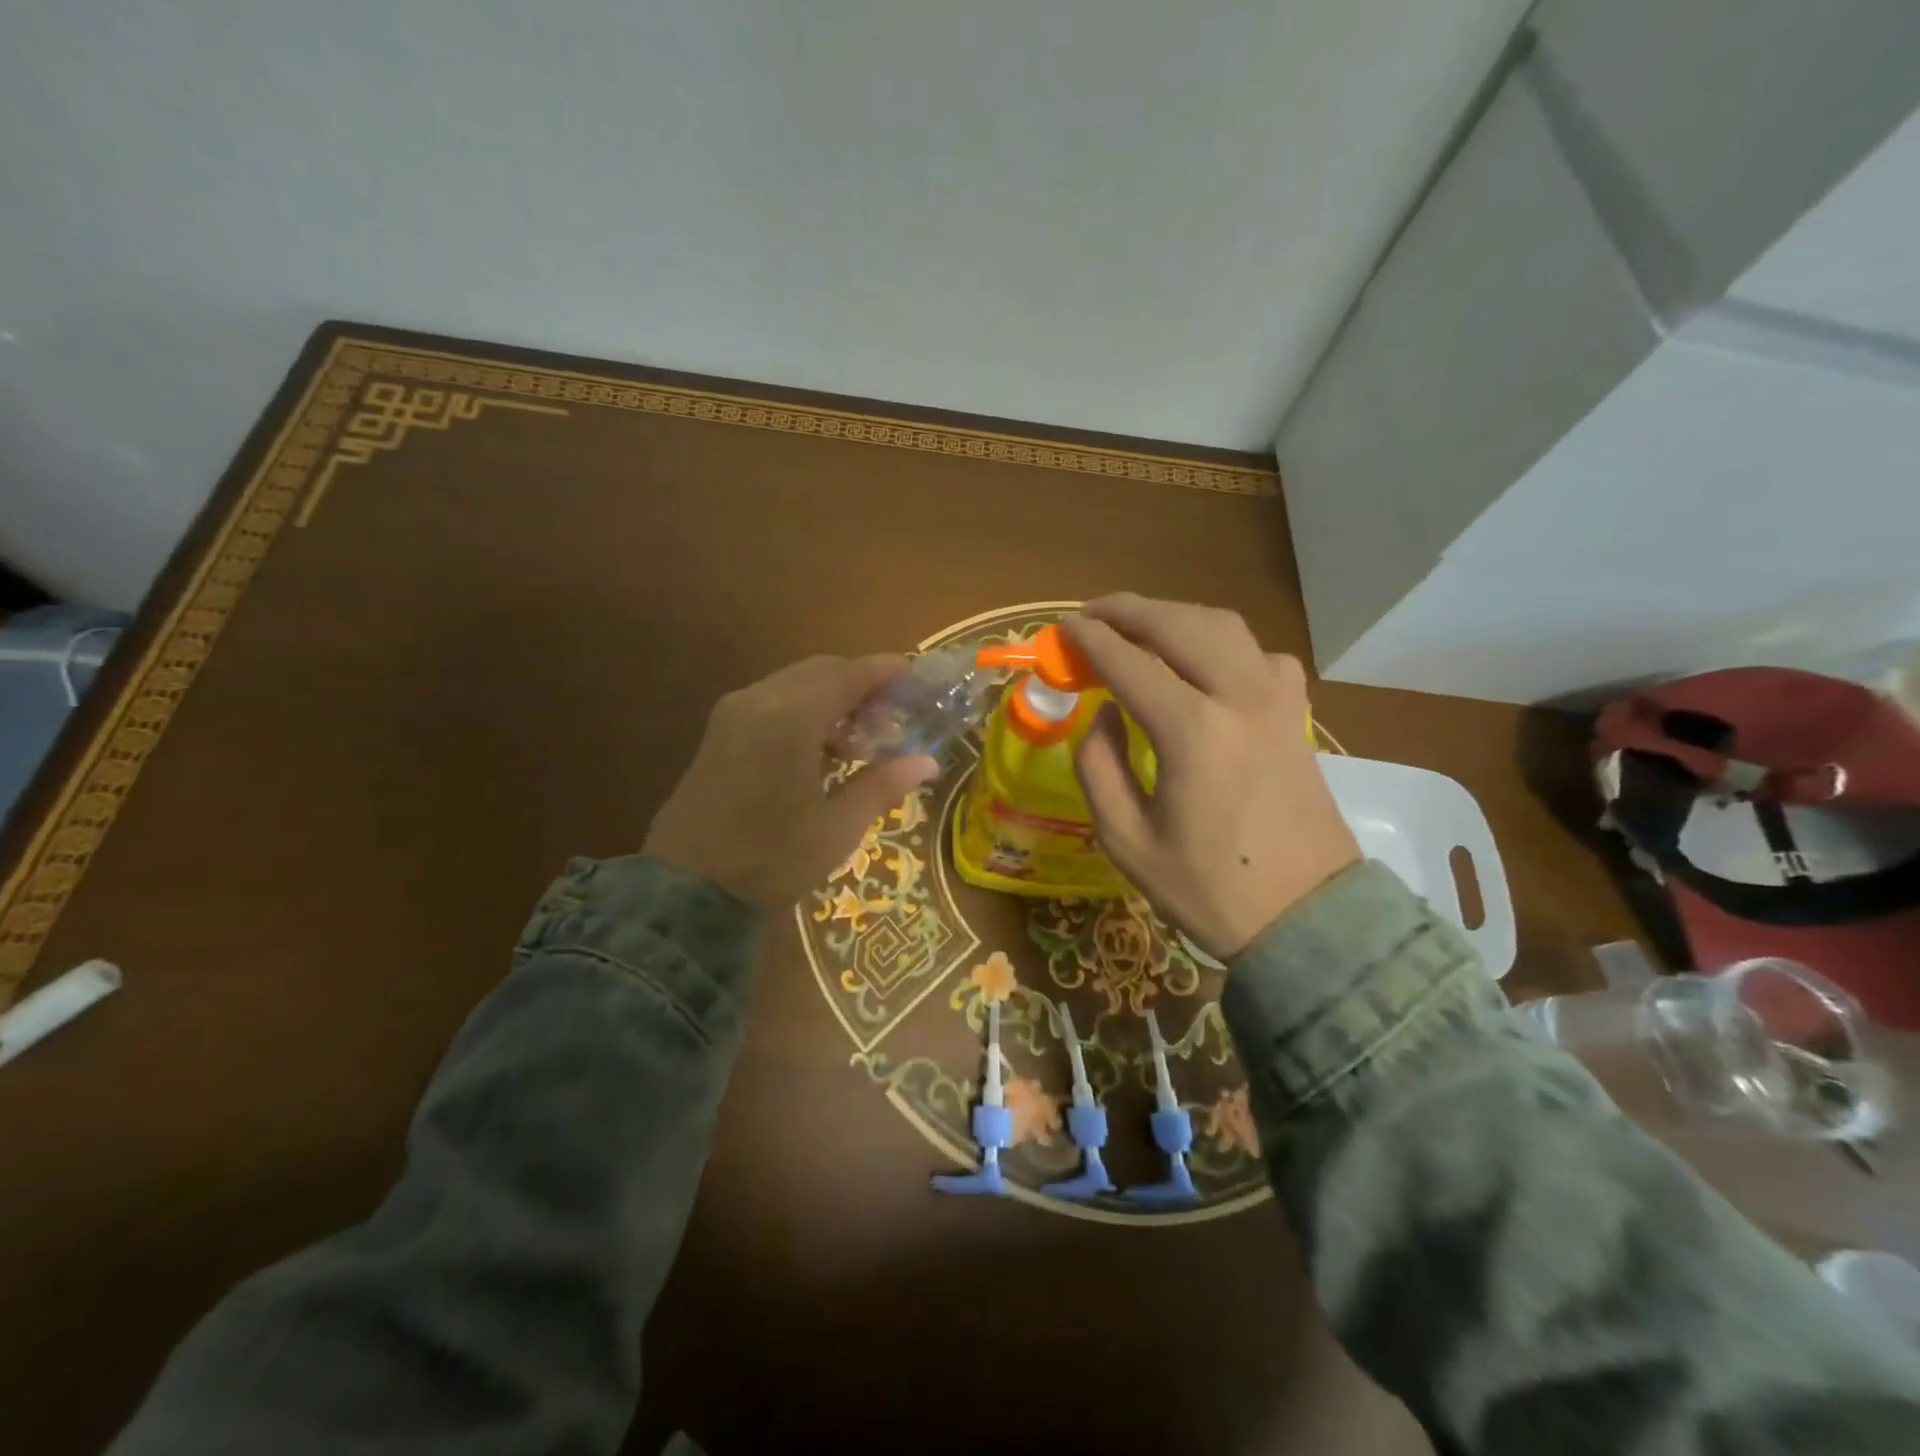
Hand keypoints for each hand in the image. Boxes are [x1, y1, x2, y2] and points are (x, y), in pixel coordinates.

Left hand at [643, 655, 937, 908]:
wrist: (685, 891)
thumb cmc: (771, 858)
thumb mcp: (837, 827)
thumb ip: (883, 784)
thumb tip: (927, 762)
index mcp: (791, 717)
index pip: (849, 675)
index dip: (885, 671)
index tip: (915, 676)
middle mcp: (759, 701)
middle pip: (821, 671)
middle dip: (860, 684)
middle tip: (892, 714)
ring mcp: (733, 714)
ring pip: (794, 684)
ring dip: (831, 698)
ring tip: (860, 740)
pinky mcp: (719, 733)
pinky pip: (772, 702)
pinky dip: (804, 710)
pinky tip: (820, 750)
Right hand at [1064, 595, 1358, 958]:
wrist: (1307, 918)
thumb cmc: (1207, 888)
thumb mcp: (1125, 840)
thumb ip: (1099, 766)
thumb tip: (1104, 713)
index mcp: (1192, 732)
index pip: (1129, 663)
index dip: (1091, 640)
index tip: (1063, 629)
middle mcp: (1239, 698)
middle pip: (1179, 625)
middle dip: (1129, 610)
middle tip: (1092, 614)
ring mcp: (1277, 701)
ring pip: (1224, 626)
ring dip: (1175, 616)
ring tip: (1139, 626)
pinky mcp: (1297, 714)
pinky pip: (1260, 654)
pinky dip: (1224, 643)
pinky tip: (1206, 663)